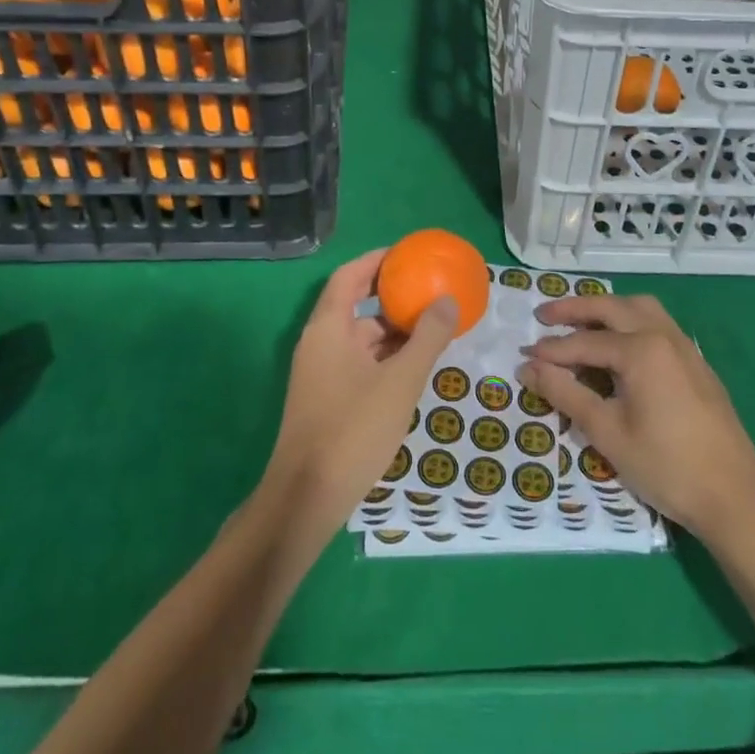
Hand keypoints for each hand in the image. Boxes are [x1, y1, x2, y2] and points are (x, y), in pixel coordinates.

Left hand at [260, 248, 456, 542]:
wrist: (306, 498)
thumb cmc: (353, 429)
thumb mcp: (400, 381)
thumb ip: (427, 338)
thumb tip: (448, 300)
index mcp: (328, 328)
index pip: (349, 276)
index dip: (377, 261)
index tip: (408, 255)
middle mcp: (319, 343)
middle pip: (354, 305)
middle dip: (391, 297)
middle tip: (429, 292)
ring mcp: (319, 373)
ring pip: (358, 338)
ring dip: (391, 331)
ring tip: (430, 329)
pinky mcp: (325, 398)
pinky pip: (357, 362)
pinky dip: (383, 357)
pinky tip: (411, 368)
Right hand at [519, 294, 754, 542]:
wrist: (736, 498)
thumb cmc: (666, 466)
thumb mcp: (607, 433)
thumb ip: (565, 394)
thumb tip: (528, 369)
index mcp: (641, 349)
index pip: (584, 342)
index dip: (551, 351)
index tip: (523, 356)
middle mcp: (663, 335)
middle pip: (611, 308)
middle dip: (574, 309)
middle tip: (543, 316)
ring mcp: (684, 347)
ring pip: (640, 308)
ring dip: (607, 309)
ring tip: (581, 322)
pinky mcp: (697, 363)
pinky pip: (657, 324)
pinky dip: (630, 321)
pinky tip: (620, 345)